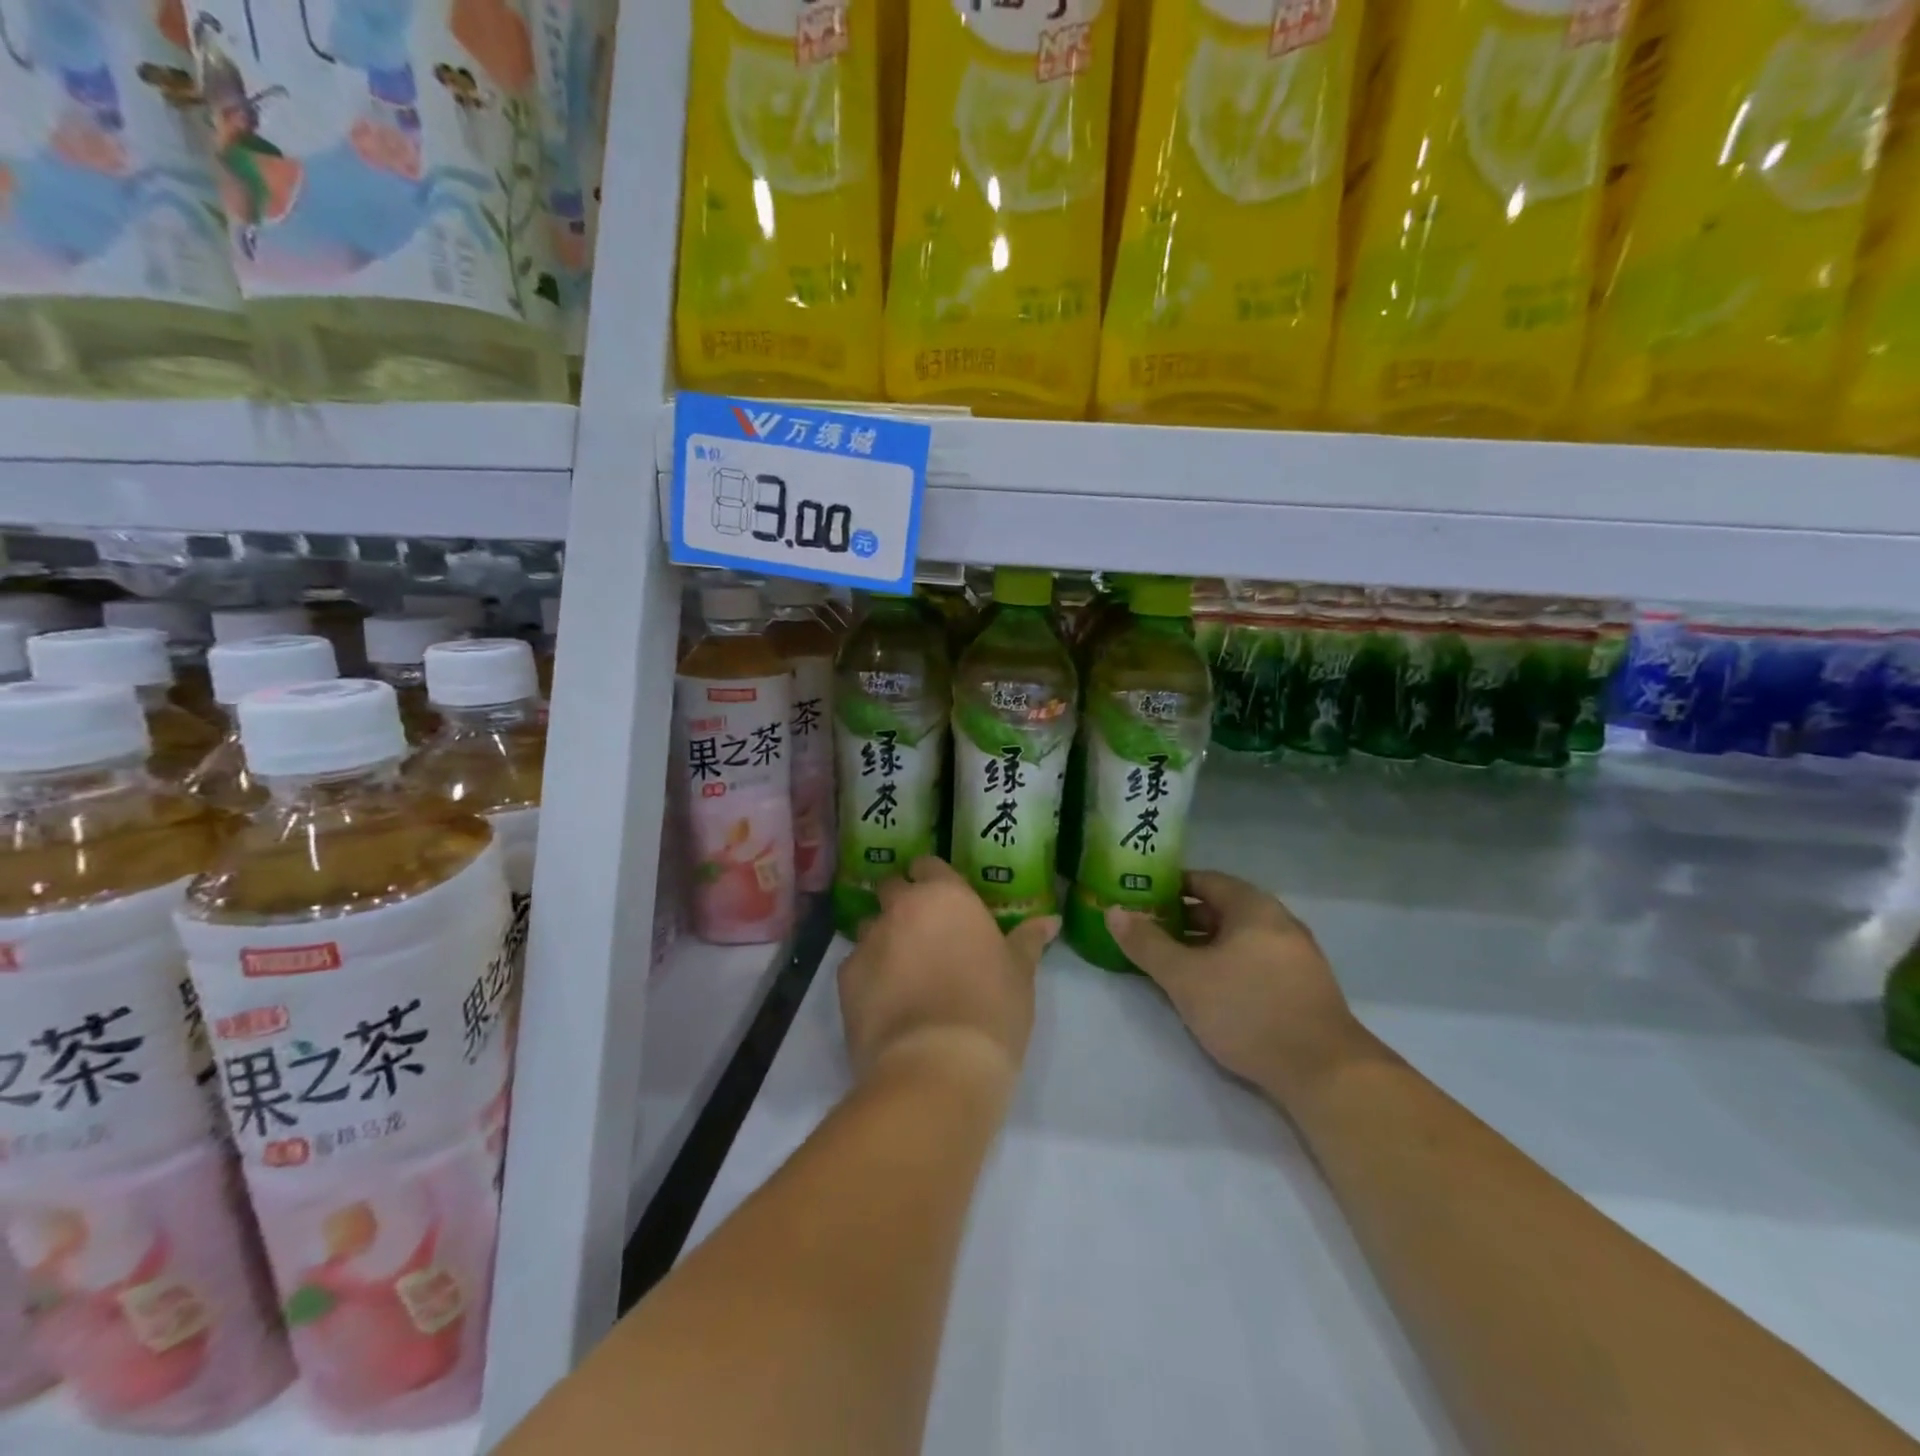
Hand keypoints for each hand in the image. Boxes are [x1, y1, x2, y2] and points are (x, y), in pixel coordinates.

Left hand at [838, 857, 1059, 1090]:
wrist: (937, 1067)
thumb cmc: (991, 1009)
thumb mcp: (1019, 974)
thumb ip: (1027, 940)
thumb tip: (1050, 921)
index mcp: (946, 895)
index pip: (928, 865)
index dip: (932, 880)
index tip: (944, 901)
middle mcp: (902, 907)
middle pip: (892, 889)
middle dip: (902, 903)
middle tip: (924, 934)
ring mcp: (869, 940)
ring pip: (870, 926)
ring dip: (884, 939)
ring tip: (903, 973)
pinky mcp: (844, 977)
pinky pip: (856, 964)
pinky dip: (868, 976)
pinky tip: (885, 1003)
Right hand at [1106, 871, 1375, 1107]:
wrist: (1325, 1072)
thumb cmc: (1247, 1010)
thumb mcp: (1185, 977)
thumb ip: (1147, 943)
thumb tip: (1114, 912)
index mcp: (1253, 907)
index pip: (1205, 880)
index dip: (1170, 886)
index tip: (1141, 898)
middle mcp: (1279, 921)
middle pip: (1222, 908)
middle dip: (1183, 918)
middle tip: (1148, 931)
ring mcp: (1296, 954)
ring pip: (1239, 937)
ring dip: (1204, 944)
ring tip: (1171, 962)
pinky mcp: (1303, 986)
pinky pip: (1255, 960)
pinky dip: (1227, 964)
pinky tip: (1209, 989)